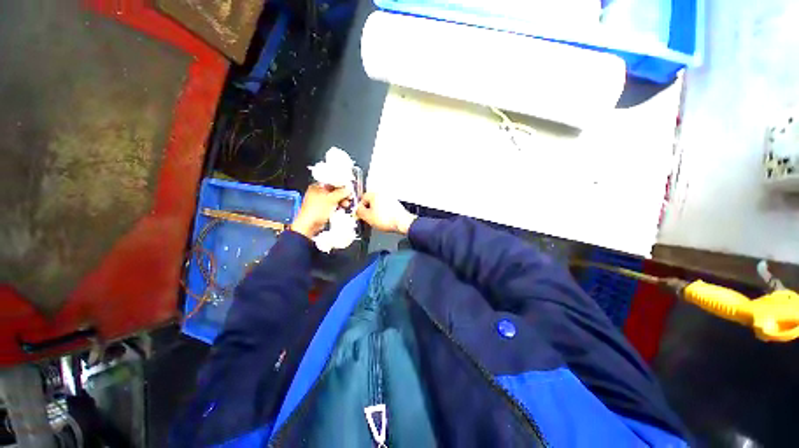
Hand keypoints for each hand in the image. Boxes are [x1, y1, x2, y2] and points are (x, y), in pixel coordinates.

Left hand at [291, 184, 350, 238]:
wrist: (309, 225)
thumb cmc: (315, 211)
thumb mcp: (331, 199)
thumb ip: (340, 193)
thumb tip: (348, 190)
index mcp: (316, 187)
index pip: (331, 182)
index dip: (341, 185)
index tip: (349, 188)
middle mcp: (317, 193)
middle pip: (333, 191)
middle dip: (342, 194)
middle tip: (349, 196)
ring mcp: (320, 202)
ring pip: (334, 198)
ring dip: (341, 200)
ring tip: (346, 204)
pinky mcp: (322, 209)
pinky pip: (332, 205)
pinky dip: (337, 206)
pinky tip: (342, 207)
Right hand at [357, 192, 415, 234]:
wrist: (402, 223)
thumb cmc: (387, 219)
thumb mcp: (367, 217)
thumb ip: (359, 212)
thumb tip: (357, 210)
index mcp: (374, 194)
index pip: (362, 198)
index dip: (360, 208)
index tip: (360, 214)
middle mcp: (383, 194)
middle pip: (370, 201)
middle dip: (368, 210)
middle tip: (368, 218)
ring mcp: (390, 198)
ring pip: (378, 204)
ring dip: (376, 211)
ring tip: (376, 220)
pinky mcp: (395, 204)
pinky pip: (385, 207)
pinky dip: (383, 213)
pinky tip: (384, 220)